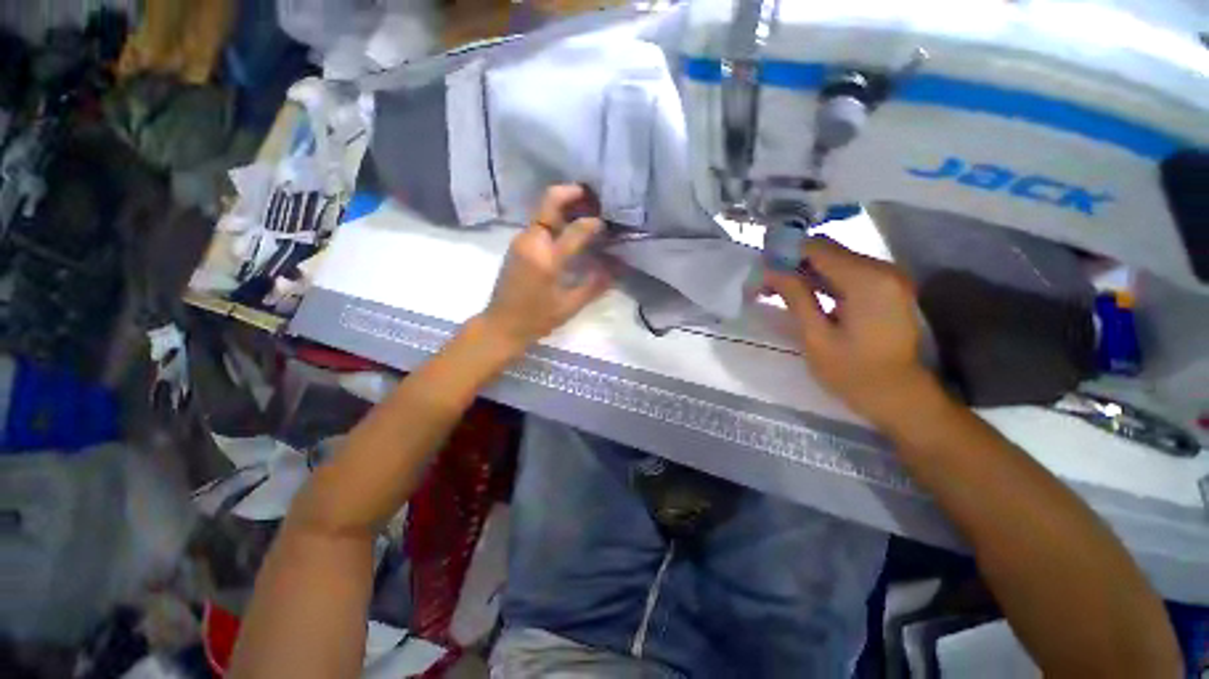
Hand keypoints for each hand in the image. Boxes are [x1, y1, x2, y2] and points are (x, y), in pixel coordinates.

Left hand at [478, 184, 611, 354]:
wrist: (501, 324)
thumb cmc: (536, 318)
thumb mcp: (569, 306)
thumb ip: (593, 286)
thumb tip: (615, 269)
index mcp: (547, 259)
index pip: (575, 230)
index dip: (593, 224)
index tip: (605, 224)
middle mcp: (532, 242)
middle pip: (549, 203)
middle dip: (571, 193)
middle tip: (591, 195)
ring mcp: (521, 241)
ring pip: (543, 211)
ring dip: (563, 205)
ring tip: (584, 212)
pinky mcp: (517, 245)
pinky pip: (538, 224)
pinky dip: (554, 219)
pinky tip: (567, 230)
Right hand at [766, 238, 941, 427]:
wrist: (898, 396)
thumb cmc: (853, 373)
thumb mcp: (816, 336)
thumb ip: (795, 297)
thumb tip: (769, 270)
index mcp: (867, 280)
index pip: (818, 248)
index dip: (785, 253)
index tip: (761, 271)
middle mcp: (882, 269)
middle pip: (828, 251)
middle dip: (793, 263)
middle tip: (765, 284)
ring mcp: (888, 278)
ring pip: (835, 260)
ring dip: (805, 272)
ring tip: (777, 290)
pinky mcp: (886, 288)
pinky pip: (847, 273)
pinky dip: (822, 280)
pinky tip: (803, 295)